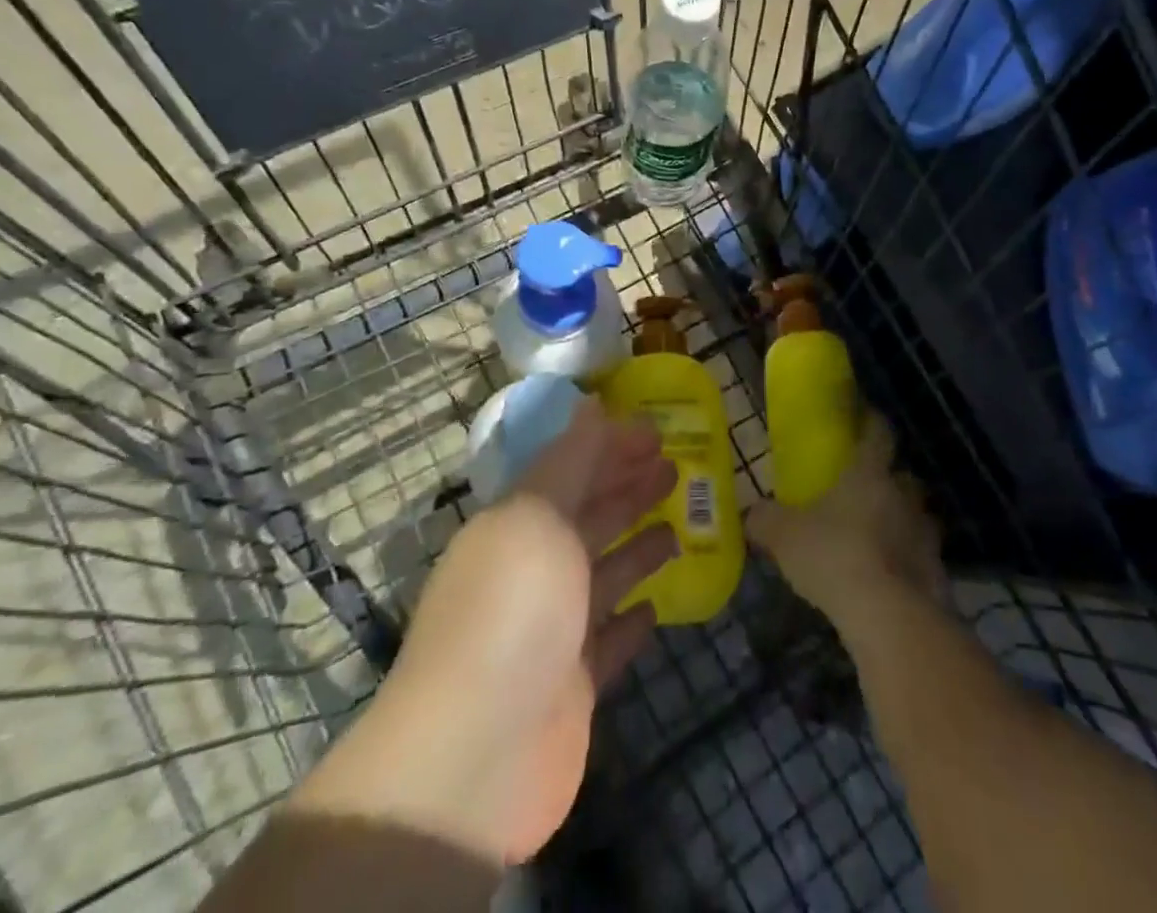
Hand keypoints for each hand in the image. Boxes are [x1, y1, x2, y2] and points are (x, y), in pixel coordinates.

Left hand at [306, 398, 676, 866]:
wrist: (476, 754)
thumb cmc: (513, 610)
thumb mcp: (538, 515)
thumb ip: (571, 460)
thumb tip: (591, 402)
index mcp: (517, 524)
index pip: (569, 469)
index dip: (611, 446)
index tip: (658, 432)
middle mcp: (532, 570)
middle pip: (589, 517)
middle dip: (629, 489)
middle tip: (676, 468)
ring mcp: (552, 631)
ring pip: (603, 574)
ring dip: (638, 547)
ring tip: (680, 526)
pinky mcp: (572, 686)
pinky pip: (608, 642)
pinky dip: (630, 622)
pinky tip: (656, 608)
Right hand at [746, 414, 942, 623]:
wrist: (889, 617)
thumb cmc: (834, 556)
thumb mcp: (784, 535)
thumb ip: (765, 520)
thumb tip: (752, 513)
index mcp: (869, 474)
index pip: (878, 433)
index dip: (872, 422)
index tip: (864, 417)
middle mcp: (903, 496)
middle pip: (903, 477)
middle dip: (888, 481)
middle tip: (864, 492)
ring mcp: (926, 536)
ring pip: (916, 518)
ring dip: (901, 524)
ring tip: (875, 540)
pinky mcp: (937, 574)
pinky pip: (921, 559)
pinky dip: (907, 564)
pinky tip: (887, 581)